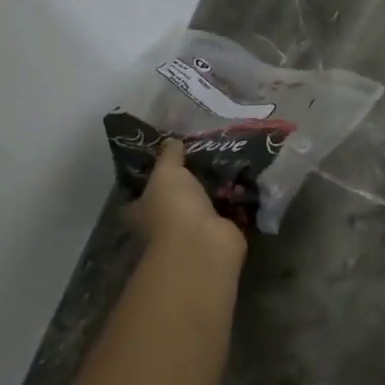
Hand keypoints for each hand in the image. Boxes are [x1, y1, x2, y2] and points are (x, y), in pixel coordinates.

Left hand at [127, 140, 247, 263]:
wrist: (203, 245)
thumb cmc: (173, 208)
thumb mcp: (167, 173)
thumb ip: (169, 156)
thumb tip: (170, 140)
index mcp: (142, 211)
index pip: (138, 196)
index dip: (147, 180)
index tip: (164, 160)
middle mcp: (165, 224)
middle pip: (174, 200)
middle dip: (188, 183)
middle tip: (204, 154)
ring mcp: (193, 232)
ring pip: (203, 205)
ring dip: (215, 190)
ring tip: (229, 160)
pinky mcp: (219, 234)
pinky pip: (229, 212)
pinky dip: (237, 200)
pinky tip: (246, 178)